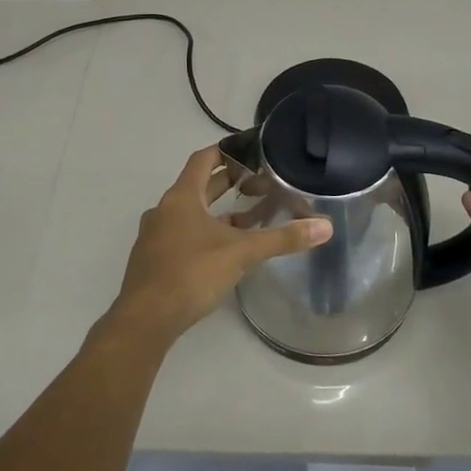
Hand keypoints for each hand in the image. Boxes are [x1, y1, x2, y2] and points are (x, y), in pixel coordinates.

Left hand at [107, 145, 332, 344]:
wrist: (145, 320)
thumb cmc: (191, 274)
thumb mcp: (242, 253)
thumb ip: (282, 238)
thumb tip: (325, 226)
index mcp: (181, 197)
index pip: (204, 159)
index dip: (227, 151)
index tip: (251, 150)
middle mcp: (164, 210)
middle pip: (198, 186)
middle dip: (228, 182)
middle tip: (260, 181)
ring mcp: (155, 236)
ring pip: (191, 213)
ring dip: (218, 211)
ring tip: (250, 217)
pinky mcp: (154, 260)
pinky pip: (183, 235)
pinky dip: (205, 233)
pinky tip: (225, 251)